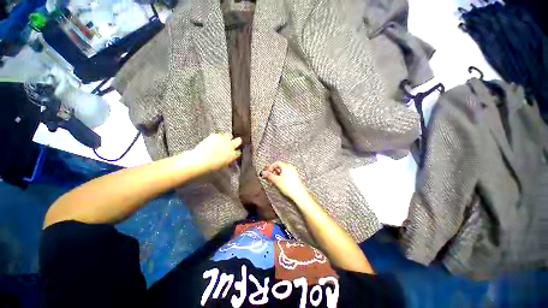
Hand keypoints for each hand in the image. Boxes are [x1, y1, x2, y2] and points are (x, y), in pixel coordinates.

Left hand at [191, 133, 241, 171]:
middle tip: (233, 143)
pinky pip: (219, 134)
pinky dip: (218, 137)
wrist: (200, 160)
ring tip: (223, 140)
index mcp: (233, 155)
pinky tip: (214, 140)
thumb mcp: (223, 164)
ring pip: (229, 135)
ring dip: (227, 137)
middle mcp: (230, 146)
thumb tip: (228, 157)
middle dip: (237, 141)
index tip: (234, 152)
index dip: (236, 151)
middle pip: (238, 141)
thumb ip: (228, 159)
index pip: (238, 152)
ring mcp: (223, 140)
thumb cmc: (211, 165)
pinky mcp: (216, 136)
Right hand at [261, 162, 308, 201]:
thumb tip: (263, 172)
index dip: (270, 167)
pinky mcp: (295, 177)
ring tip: (273, 181)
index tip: (267, 173)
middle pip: (279, 166)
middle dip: (273, 171)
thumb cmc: (289, 187)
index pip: (276, 163)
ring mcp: (293, 172)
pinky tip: (279, 183)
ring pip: (282, 171)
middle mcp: (290, 167)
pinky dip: (281, 177)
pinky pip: (286, 174)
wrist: (299, 194)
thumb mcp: (276, 181)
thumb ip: (269, 176)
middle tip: (269, 177)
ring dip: (276, 175)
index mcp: (286, 166)